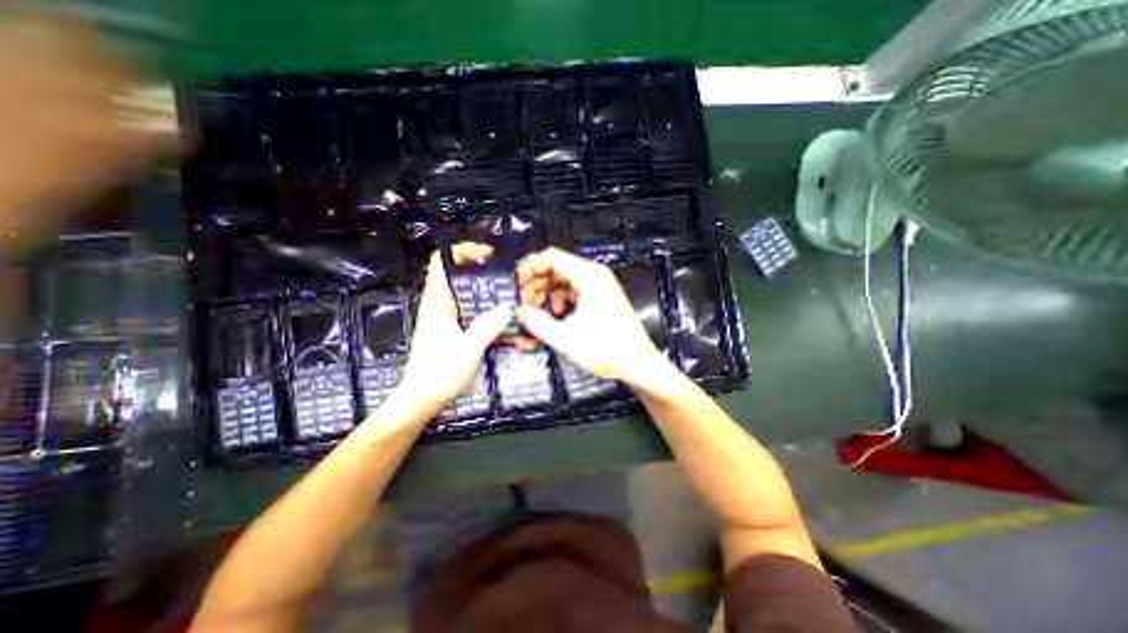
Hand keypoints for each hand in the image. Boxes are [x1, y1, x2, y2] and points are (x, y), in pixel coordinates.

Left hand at [395, 242, 505, 416]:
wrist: (422, 400)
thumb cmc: (438, 374)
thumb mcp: (467, 349)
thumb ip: (487, 327)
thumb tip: (507, 308)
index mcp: (438, 302)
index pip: (442, 262)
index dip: (463, 251)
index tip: (488, 256)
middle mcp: (443, 306)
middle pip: (464, 278)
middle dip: (488, 278)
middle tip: (511, 285)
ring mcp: (450, 319)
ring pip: (473, 298)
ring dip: (493, 299)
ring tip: (515, 307)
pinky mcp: (457, 332)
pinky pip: (476, 316)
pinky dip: (492, 317)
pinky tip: (509, 329)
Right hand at [514, 248, 662, 384]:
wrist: (639, 364)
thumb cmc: (606, 350)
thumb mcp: (565, 338)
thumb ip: (537, 323)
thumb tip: (518, 312)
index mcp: (589, 277)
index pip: (551, 257)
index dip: (529, 269)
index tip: (516, 286)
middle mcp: (595, 275)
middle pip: (556, 268)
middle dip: (536, 284)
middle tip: (523, 304)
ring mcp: (600, 286)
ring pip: (563, 280)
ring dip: (546, 294)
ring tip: (537, 313)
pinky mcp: (601, 298)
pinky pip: (574, 291)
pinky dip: (560, 300)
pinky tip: (556, 316)